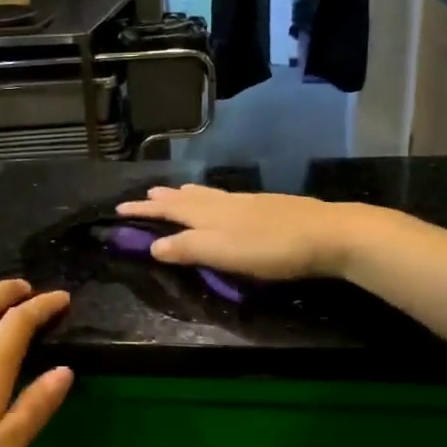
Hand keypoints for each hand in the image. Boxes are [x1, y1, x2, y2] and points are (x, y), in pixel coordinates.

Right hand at [114, 184, 366, 279]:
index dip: (143, 210)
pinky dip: (209, 199)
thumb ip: (186, 248)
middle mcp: (223, 202)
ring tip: (176, 193)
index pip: (166, 210)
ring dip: (186, 195)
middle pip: (186, 198)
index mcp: (207, 213)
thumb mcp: (220, 252)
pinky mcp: (266, 207)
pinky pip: (224, 198)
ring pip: (207, 195)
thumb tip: (152, 245)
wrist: (327, 234)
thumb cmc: (269, 248)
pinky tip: (221, 204)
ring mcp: (246, 202)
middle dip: (163, 199)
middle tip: (145, 195)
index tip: (119, 208)